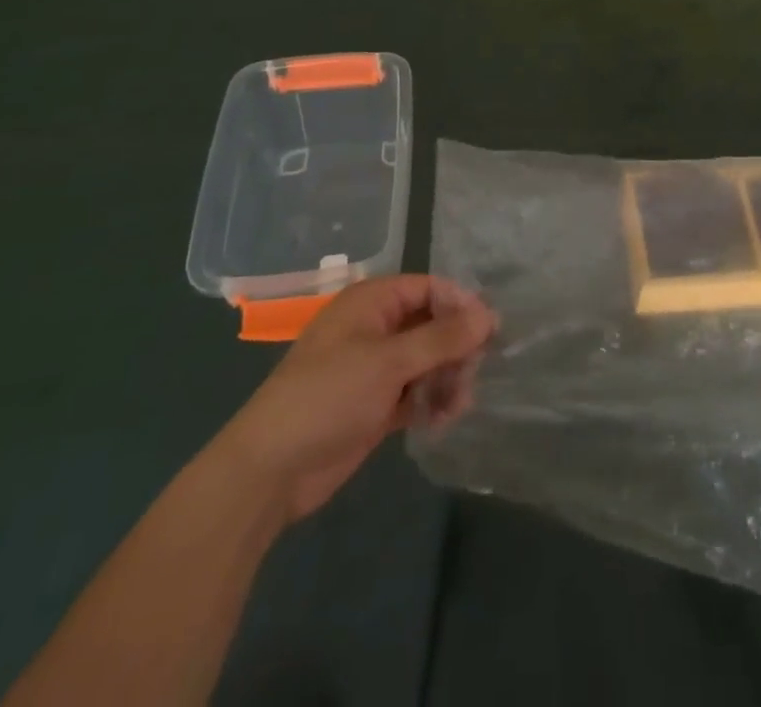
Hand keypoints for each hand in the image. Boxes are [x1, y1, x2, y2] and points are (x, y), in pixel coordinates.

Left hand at [215, 276, 494, 522]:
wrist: (270, 471)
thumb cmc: (328, 396)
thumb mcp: (389, 361)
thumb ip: (443, 337)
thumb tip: (490, 314)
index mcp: (371, 303)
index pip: (429, 288)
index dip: (460, 304)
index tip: (490, 330)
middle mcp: (375, 329)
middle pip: (432, 325)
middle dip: (456, 347)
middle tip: (474, 372)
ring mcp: (375, 369)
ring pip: (427, 361)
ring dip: (447, 377)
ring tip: (458, 403)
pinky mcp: (376, 405)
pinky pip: (416, 392)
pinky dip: (432, 401)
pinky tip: (444, 418)